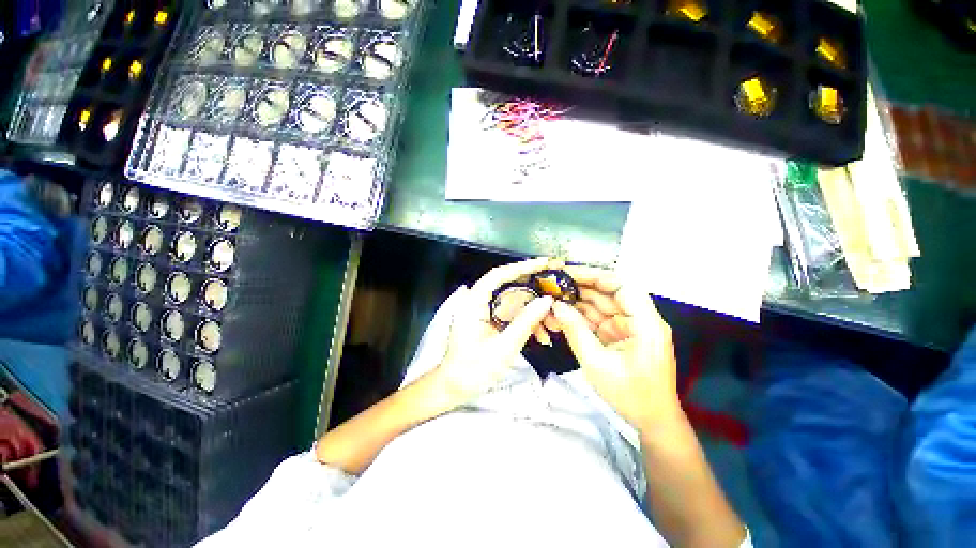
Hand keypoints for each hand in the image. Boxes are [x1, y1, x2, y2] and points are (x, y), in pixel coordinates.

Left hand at [429, 258, 560, 404]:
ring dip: (533, 310)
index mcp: (473, 302)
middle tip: (556, 287)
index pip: (498, 275)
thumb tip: (547, 300)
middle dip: (534, 289)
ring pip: (513, 301)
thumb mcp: (504, 347)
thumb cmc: (474, 370)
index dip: (522, 266)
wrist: (455, 388)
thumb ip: (525, 321)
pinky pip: (511, 314)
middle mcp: (477, 301)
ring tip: (554, 322)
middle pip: (508, 285)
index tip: (544, 263)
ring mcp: (484, 311)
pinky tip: (542, 335)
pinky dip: (526, 321)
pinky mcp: (489, 320)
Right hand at [551, 266, 681, 432]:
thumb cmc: (630, 395)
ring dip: (578, 302)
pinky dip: (581, 317)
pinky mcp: (620, 335)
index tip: (569, 275)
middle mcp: (640, 319)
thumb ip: (576, 331)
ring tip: (552, 297)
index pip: (622, 287)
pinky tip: (562, 313)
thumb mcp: (597, 364)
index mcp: (646, 323)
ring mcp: (629, 327)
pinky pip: (598, 320)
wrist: (651, 422)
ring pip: (601, 306)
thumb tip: (556, 306)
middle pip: (609, 293)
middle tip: (553, 284)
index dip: (595, 277)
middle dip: (581, 288)